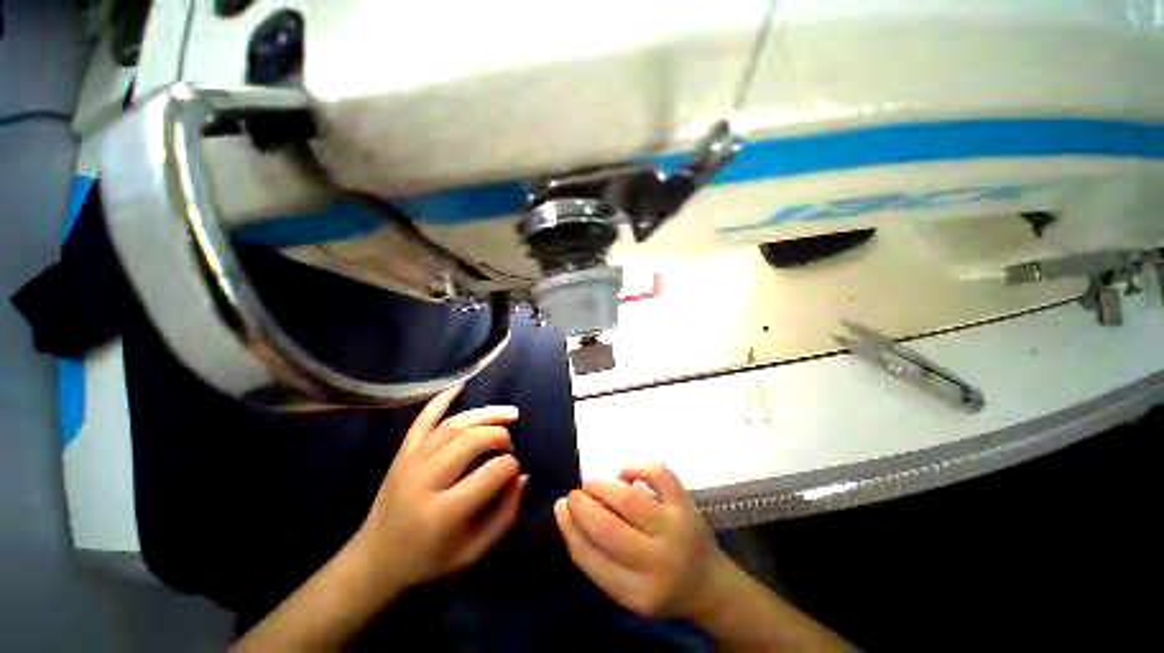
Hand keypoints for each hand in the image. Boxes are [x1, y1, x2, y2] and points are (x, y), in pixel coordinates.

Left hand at [355, 386, 526, 590]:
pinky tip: (459, 387)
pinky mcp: (401, 454)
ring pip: (453, 426)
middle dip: (500, 435)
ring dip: (485, 414)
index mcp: (444, 514)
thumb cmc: (428, 560)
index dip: (511, 466)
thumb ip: (504, 516)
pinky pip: (422, 420)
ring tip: (508, 413)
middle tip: (509, 442)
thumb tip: (522, 477)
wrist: (375, 560)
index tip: (515, 469)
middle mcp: (425, 482)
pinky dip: (440, 401)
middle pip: (471, 441)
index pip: (491, 473)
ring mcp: (410, 463)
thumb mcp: (473, 552)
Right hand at [554, 462, 727, 619]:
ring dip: (601, 486)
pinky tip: (624, 475)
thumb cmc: (658, 585)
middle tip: (575, 495)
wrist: (708, 582)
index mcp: (637, 593)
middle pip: (607, 527)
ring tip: (593, 485)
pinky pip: (657, 474)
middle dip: (582, 504)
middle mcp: (658, 561)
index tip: (561, 508)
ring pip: (628, 499)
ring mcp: (675, 528)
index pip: (590, 557)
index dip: (570, 527)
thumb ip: (593, 556)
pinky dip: (635, 467)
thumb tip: (564, 509)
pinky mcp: (685, 503)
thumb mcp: (623, 587)